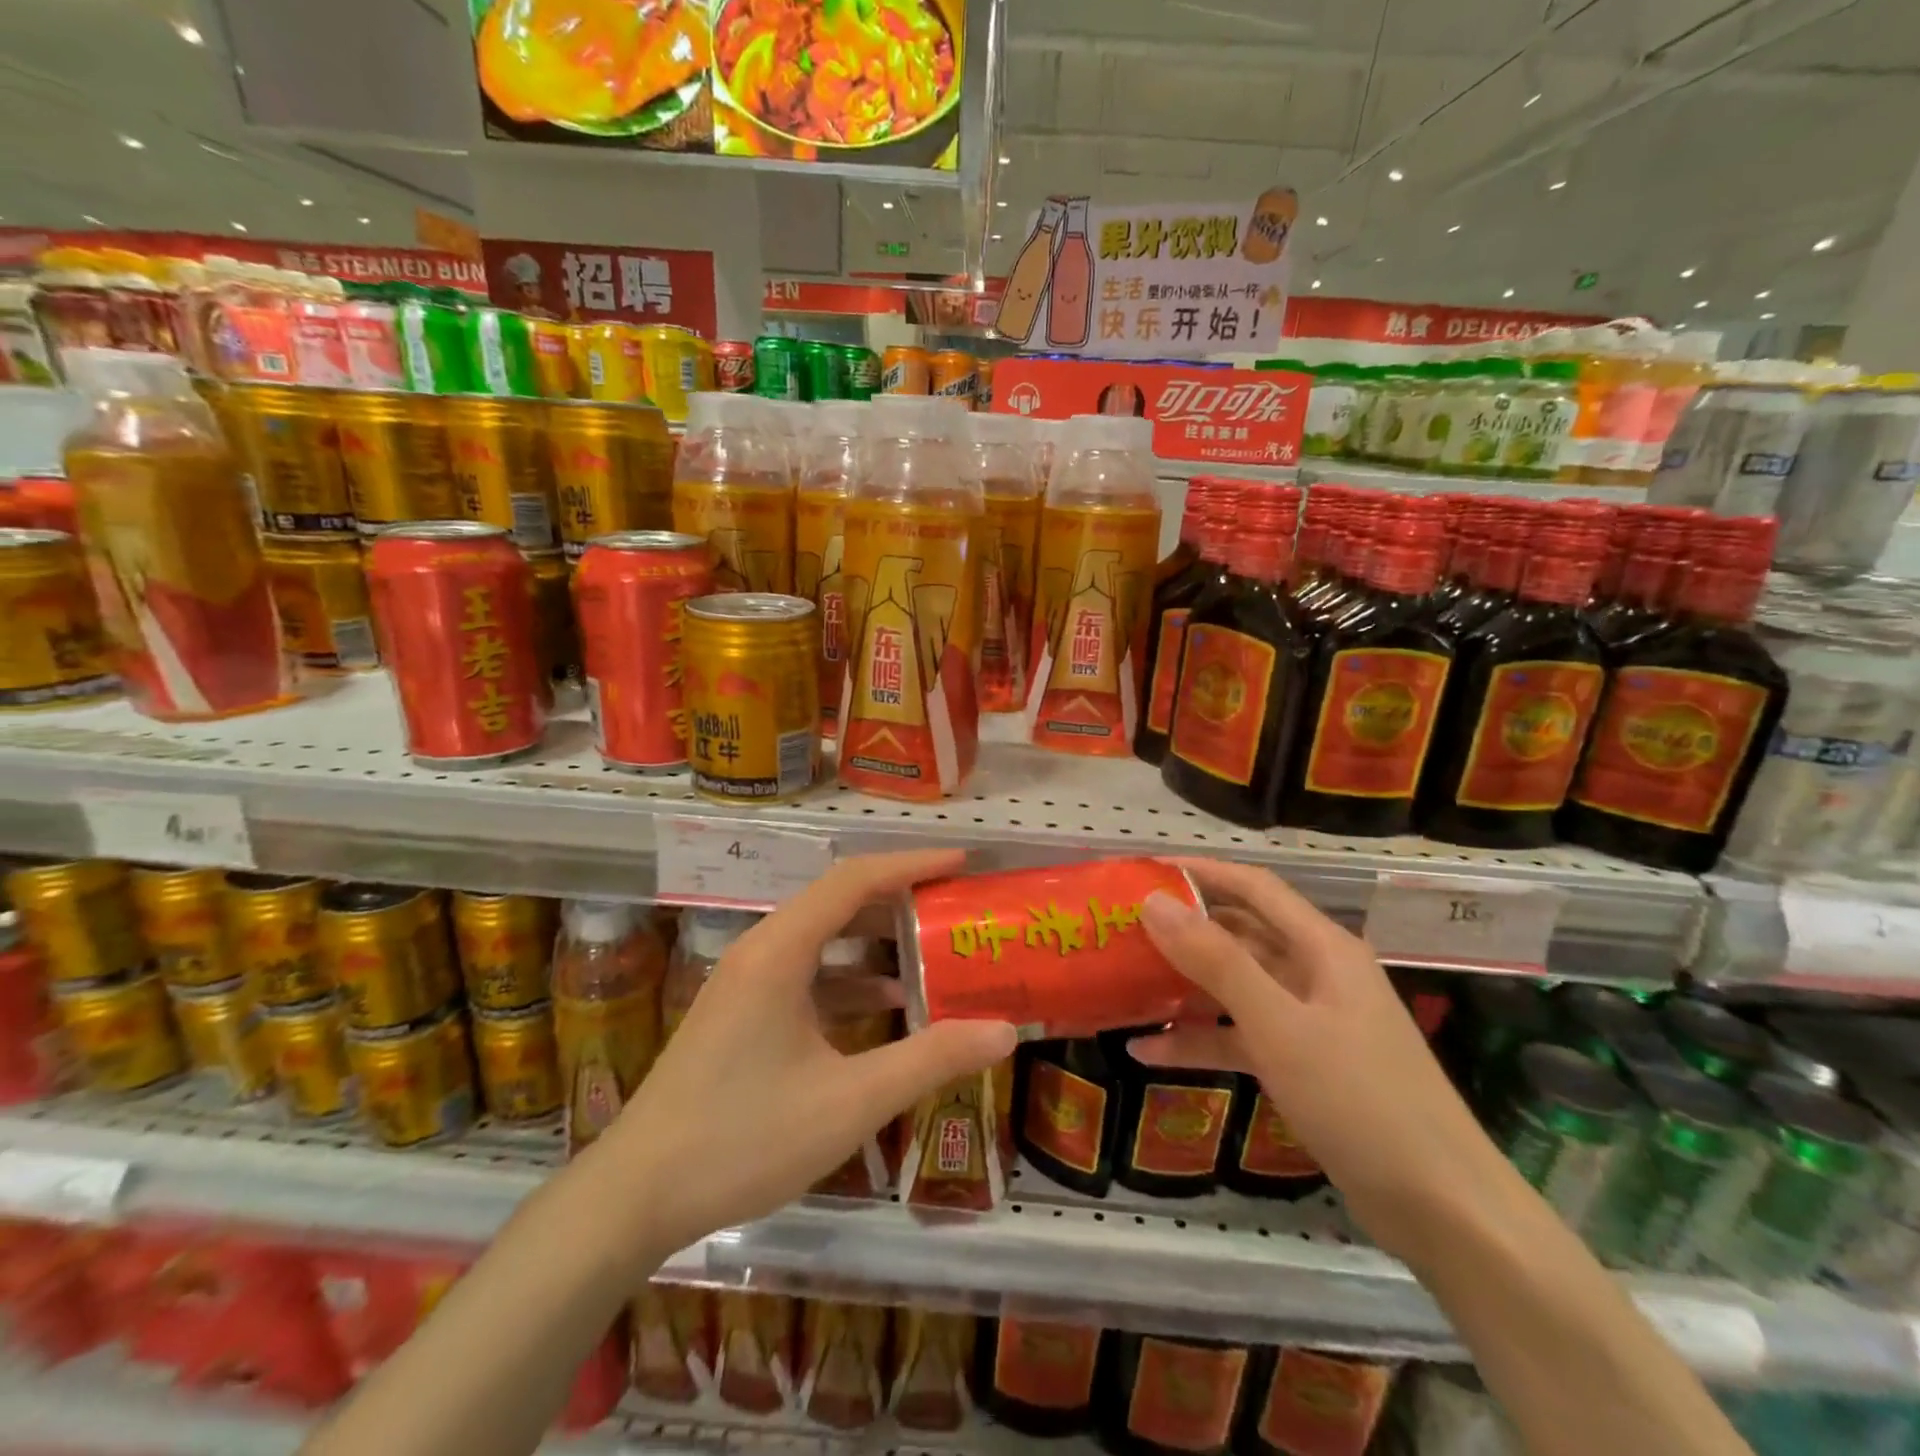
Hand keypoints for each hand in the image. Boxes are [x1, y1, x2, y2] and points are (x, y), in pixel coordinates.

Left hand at [591, 850, 1016, 1275]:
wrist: (635, 1195)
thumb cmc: (743, 1138)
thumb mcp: (851, 1101)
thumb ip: (931, 1060)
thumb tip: (1005, 1032)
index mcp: (780, 951)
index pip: (854, 880)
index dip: (911, 864)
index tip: (961, 862)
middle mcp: (761, 951)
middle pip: (838, 902)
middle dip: (899, 899)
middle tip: (954, 905)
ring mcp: (746, 982)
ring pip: (822, 939)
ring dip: (875, 940)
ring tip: (932, 949)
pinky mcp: (740, 1012)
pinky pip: (805, 974)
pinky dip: (849, 978)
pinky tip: (887, 1005)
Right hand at [1135, 858, 1506, 1266]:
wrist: (1443, 1210)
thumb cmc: (1360, 1099)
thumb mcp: (1279, 1025)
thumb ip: (1215, 961)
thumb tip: (1153, 902)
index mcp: (1322, 947)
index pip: (1253, 887)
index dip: (1200, 872)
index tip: (1143, 871)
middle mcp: (1315, 973)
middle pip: (1240, 935)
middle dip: (1183, 930)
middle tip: (1121, 930)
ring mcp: (1309, 1021)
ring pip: (1235, 987)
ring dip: (1184, 986)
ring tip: (1123, 983)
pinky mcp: (1302, 1065)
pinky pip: (1240, 1037)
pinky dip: (1200, 1040)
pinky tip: (1147, 1051)